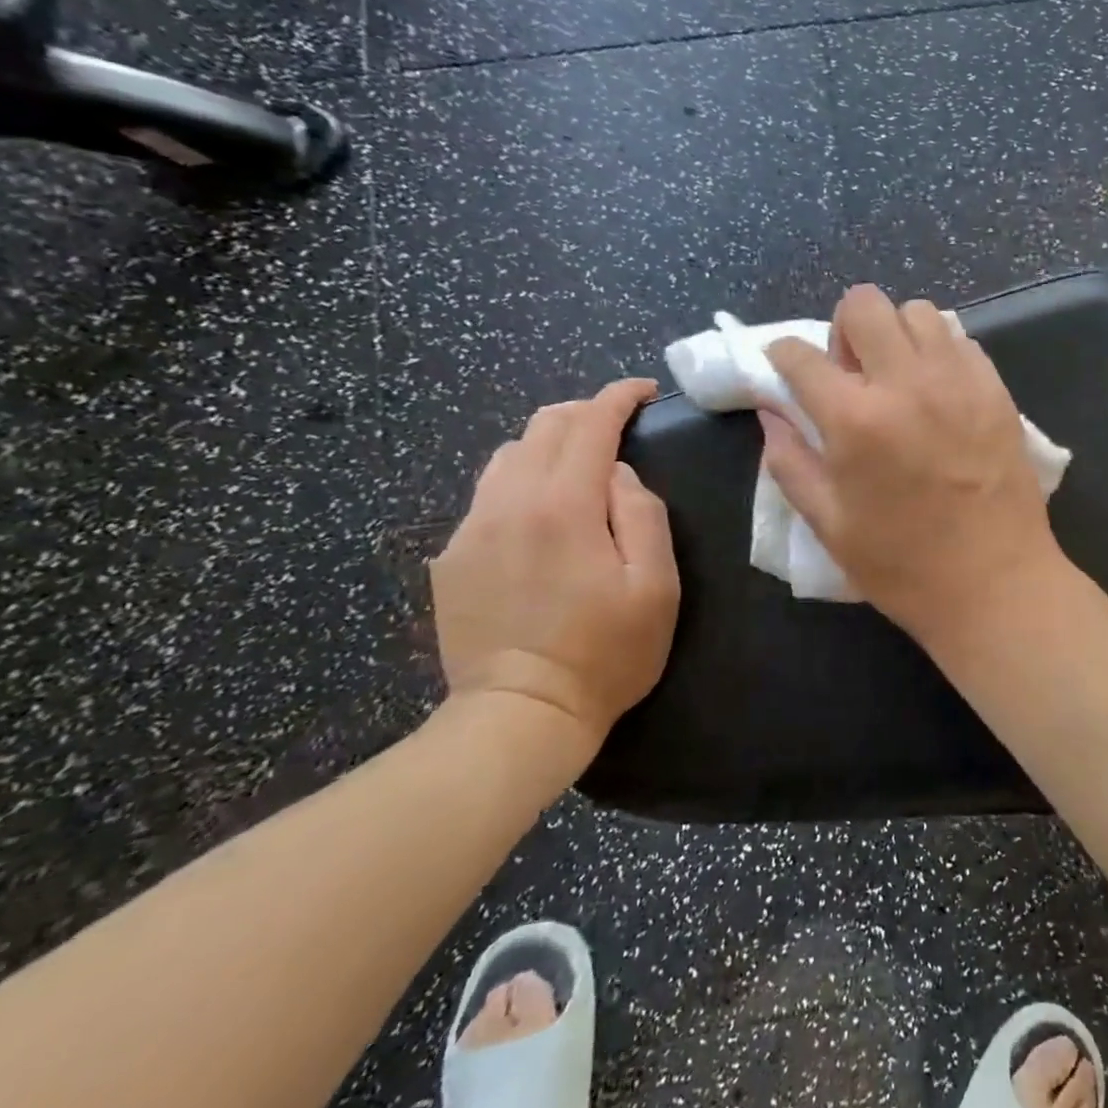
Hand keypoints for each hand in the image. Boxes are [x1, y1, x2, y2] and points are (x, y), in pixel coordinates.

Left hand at [430, 379, 678, 775]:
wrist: (520, 716)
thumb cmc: (606, 652)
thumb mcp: (656, 584)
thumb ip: (643, 513)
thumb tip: (618, 473)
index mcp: (563, 506)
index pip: (589, 423)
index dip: (618, 397)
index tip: (643, 391)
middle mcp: (509, 503)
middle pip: (543, 426)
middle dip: (584, 413)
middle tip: (617, 428)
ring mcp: (471, 530)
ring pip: (508, 455)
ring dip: (549, 445)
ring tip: (578, 468)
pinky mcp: (451, 558)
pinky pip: (487, 495)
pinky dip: (520, 483)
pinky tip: (539, 517)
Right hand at [760, 285, 1064, 644]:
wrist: (996, 584)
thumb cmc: (903, 565)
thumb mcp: (829, 524)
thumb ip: (790, 461)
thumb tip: (772, 413)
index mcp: (855, 418)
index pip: (799, 354)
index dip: (782, 356)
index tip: (787, 372)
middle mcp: (906, 383)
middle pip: (863, 304)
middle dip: (843, 329)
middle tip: (851, 374)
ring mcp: (958, 380)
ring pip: (918, 311)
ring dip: (895, 334)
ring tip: (898, 378)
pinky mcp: (996, 389)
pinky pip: (960, 340)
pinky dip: (939, 352)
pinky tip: (938, 392)